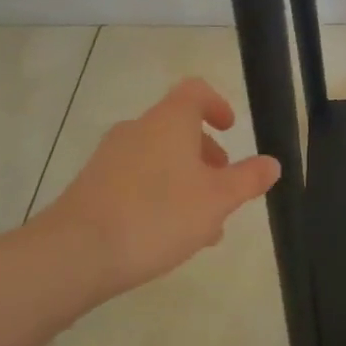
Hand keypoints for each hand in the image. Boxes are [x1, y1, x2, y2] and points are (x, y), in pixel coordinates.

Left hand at [35, 77, 279, 302]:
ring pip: (157, 159)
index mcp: (169, 120)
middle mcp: (138, 129)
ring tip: (200, 226)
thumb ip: (247, 179)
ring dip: (183, 181)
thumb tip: (272, 163)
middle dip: (204, 156)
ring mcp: (109, 157)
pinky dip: (156, 196)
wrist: (73, 254)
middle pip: (177, 128)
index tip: (230, 129)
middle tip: (222, 188)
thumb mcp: (216, 200)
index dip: (216, 104)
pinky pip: (134, 181)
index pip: (195, 91)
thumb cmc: (156, 215)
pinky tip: (164, 238)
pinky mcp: (90, 187)